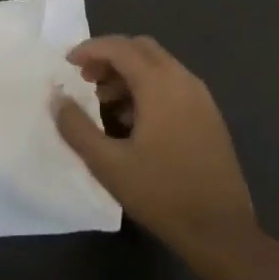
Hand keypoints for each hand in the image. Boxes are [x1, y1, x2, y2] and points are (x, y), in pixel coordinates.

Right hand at [52, 35, 259, 262]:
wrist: (221, 232)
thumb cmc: (161, 193)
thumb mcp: (107, 164)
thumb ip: (76, 127)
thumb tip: (56, 99)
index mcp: (159, 85)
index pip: (120, 48)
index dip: (91, 49)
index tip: (68, 63)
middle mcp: (183, 80)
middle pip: (141, 49)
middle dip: (110, 56)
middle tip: (85, 78)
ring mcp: (201, 97)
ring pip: (159, 65)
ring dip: (128, 72)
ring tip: (104, 100)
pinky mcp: (209, 116)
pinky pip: (173, 84)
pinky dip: (148, 87)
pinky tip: (133, 120)